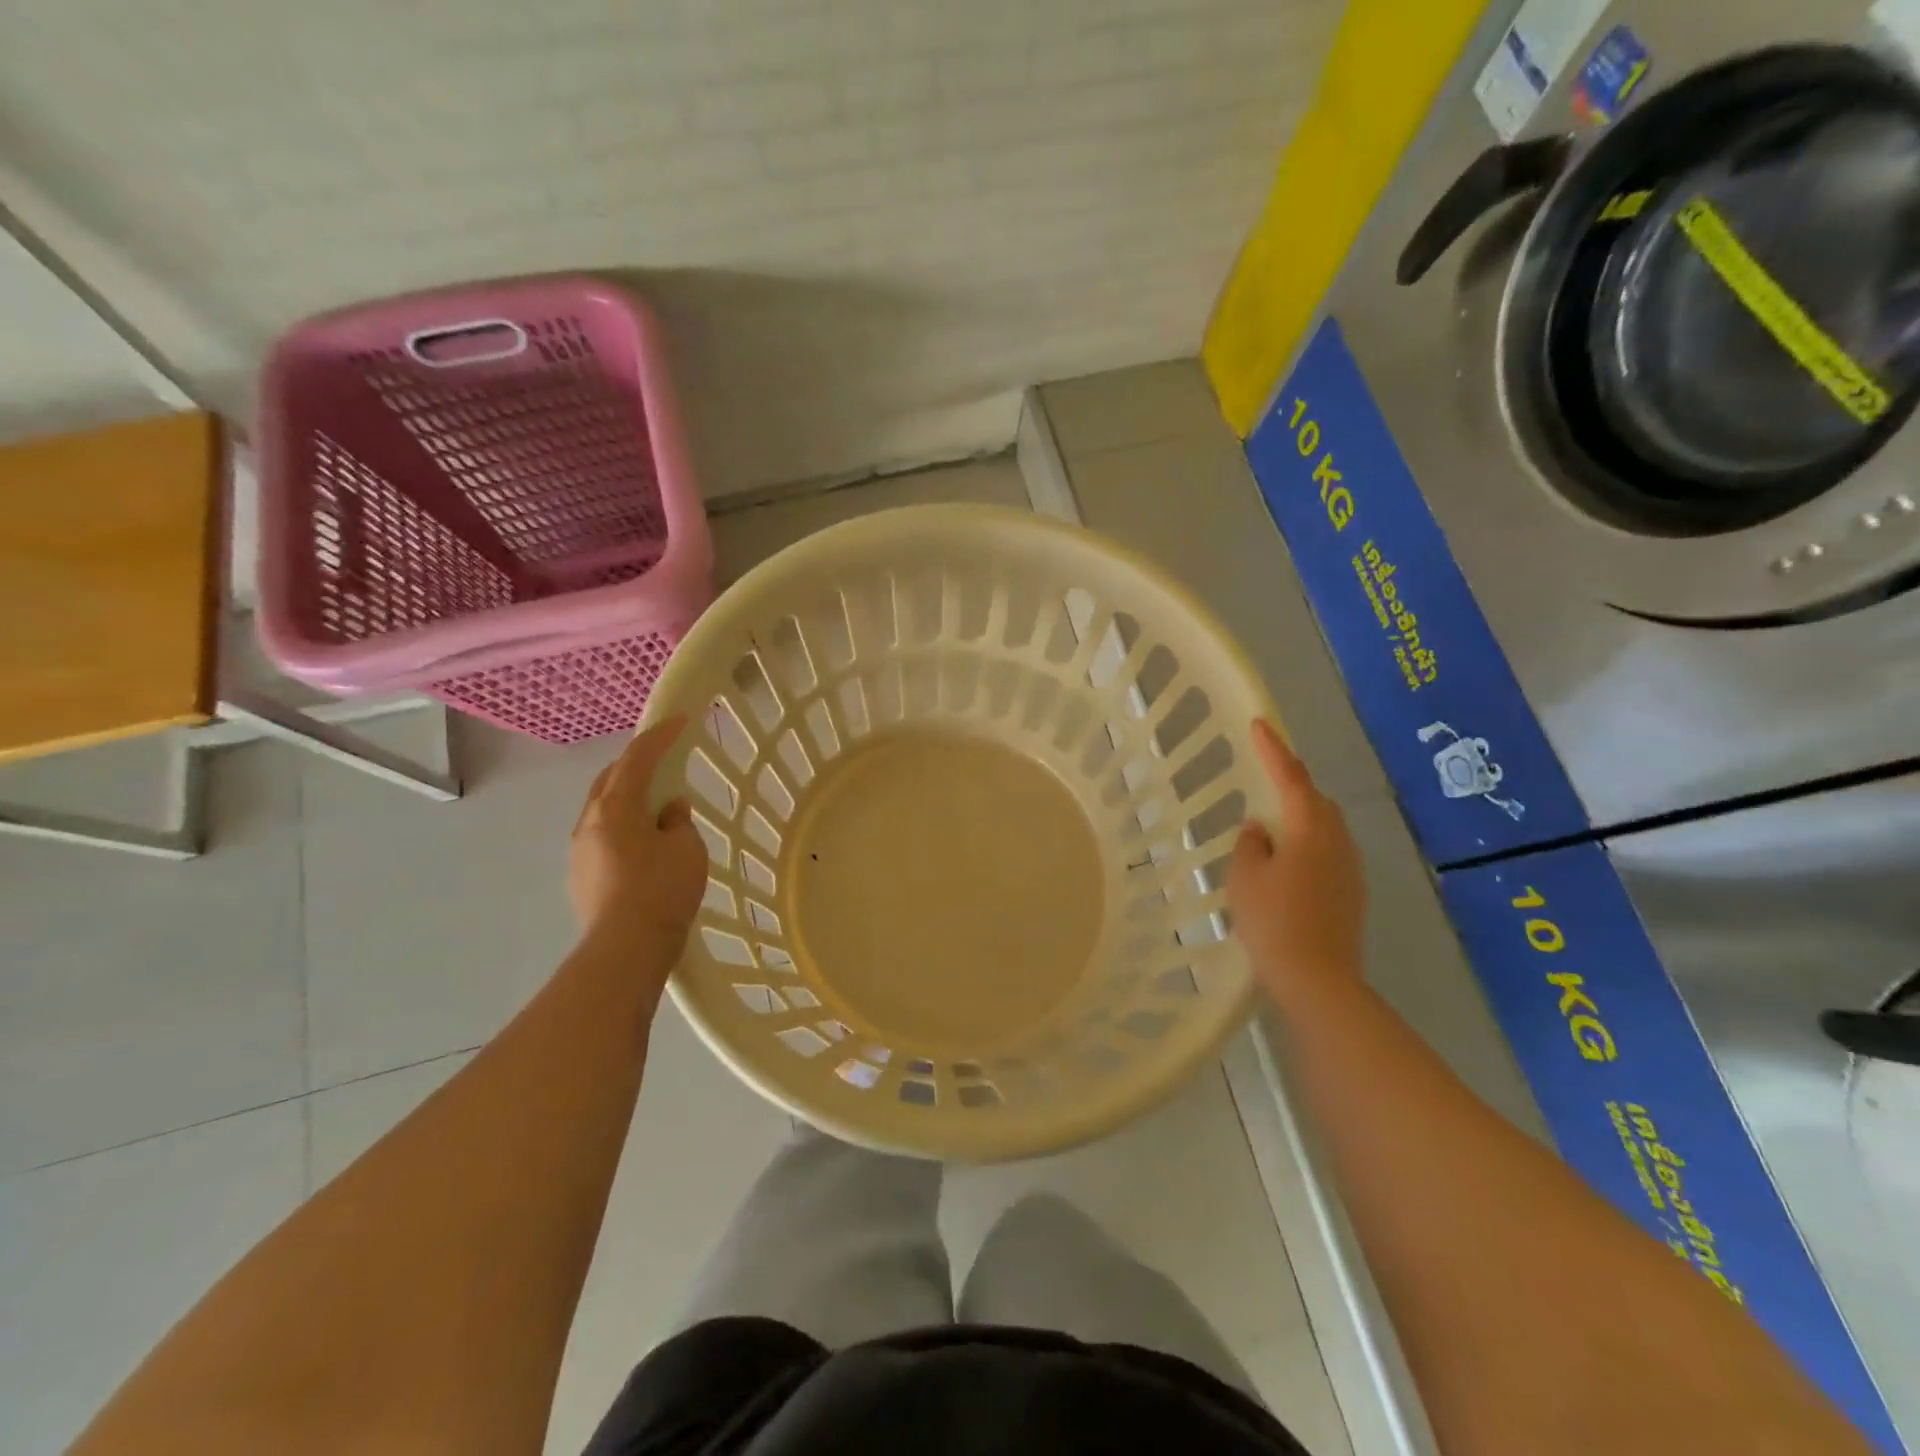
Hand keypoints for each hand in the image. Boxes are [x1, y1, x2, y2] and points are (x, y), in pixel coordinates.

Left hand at [569, 715, 706, 952]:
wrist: (625, 949)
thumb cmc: (661, 889)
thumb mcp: (686, 848)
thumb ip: (677, 822)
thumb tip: (668, 811)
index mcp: (615, 807)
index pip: (637, 758)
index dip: (659, 736)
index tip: (678, 720)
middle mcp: (589, 822)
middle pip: (610, 780)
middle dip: (635, 765)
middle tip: (662, 759)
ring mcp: (579, 851)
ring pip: (603, 811)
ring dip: (628, 799)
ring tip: (655, 806)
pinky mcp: (581, 877)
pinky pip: (603, 837)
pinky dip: (624, 827)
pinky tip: (643, 844)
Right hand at [1227, 719, 1367, 1005]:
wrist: (1318, 980)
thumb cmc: (1274, 921)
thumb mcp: (1245, 876)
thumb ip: (1250, 843)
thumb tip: (1261, 830)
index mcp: (1310, 828)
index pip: (1290, 776)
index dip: (1273, 748)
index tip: (1258, 723)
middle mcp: (1338, 841)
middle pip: (1315, 800)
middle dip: (1291, 785)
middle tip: (1264, 779)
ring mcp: (1351, 869)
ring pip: (1324, 828)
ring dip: (1300, 818)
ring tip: (1270, 828)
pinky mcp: (1352, 893)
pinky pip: (1328, 853)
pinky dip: (1306, 846)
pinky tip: (1286, 866)